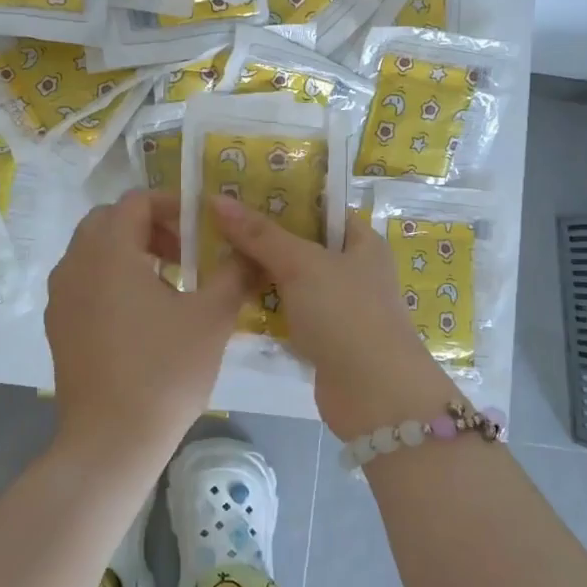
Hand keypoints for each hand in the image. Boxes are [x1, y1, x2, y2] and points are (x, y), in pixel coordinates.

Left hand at [46, 190, 247, 470]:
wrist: (111, 441)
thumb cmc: (164, 371)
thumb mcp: (211, 317)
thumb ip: (234, 274)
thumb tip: (250, 252)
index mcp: (109, 251)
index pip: (136, 201)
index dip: (172, 205)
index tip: (201, 228)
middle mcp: (75, 264)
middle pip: (109, 220)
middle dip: (149, 227)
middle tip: (184, 253)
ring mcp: (60, 296)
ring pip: (93, 251)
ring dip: (129, 252)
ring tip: (168, 284)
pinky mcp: (57, 325)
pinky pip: (83, 281)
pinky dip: (111, 279)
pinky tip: (141, 316)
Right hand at [210, 195, 461, 438]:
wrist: (375, 395)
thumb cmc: (346, 314)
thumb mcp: (302, 264)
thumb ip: (260, 234)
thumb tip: (217, 199)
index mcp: (361, 241)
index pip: (320, 208)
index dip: (283, 196)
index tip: (240, 190)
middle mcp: (352, 269)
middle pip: (301, 243)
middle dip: (263, 236)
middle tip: (216, 221)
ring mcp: (337, 305)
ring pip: (291, 279)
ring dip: (259, 272)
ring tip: (212, 253)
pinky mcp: (322, 337)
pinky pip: (288, 311)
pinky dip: (264, 306)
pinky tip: (230, 295)